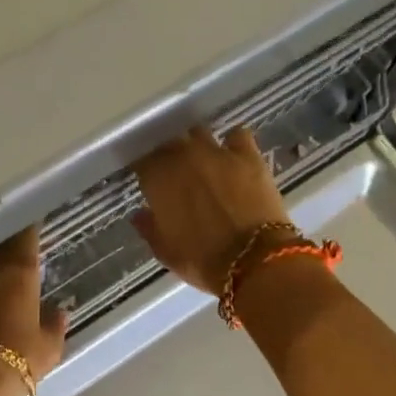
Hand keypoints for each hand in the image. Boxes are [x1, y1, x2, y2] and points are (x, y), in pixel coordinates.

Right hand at [132, 127, 294, 295]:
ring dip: (197, 144)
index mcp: (158, 179)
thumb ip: (149, 228)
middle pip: (169, 142)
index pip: (142, 160)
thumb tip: (140, 215)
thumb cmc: (203, 261)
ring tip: (203, 160)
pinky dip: (233, 142)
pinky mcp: (248, 155)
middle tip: (175, 172)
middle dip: (169, 155)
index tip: (149, 179)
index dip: (146, 169)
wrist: (255, 261)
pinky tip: (235, 153)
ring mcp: (217, 152)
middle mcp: (183, 157)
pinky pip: (237, 134)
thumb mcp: (167, 253)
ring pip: (199, 133)